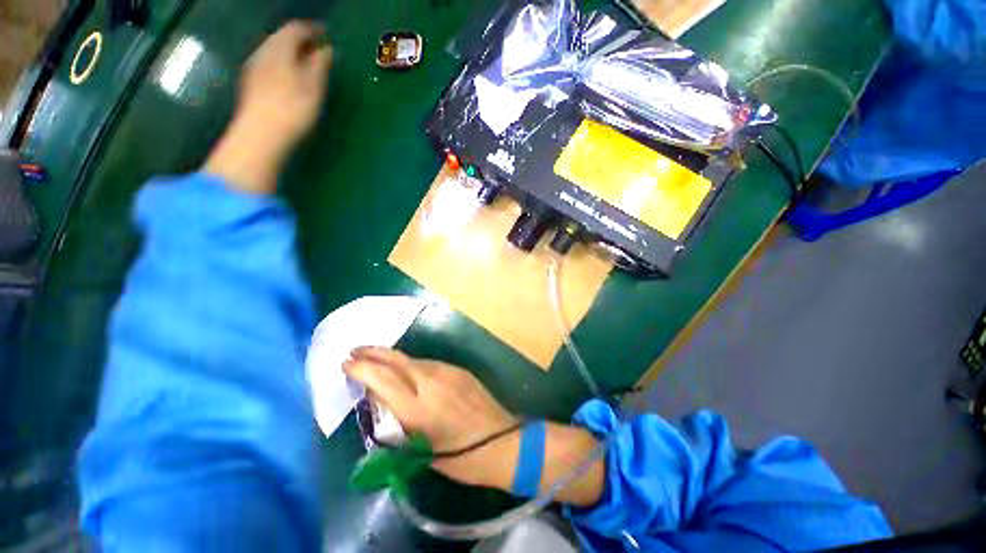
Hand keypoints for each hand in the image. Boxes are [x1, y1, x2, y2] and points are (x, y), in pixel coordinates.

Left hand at [205, 21, 332, 193]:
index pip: (296, 28)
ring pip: (275, 50)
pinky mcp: (251, 83)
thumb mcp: (314, 86)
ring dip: (292, 52)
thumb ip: (320, 64)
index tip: (327, 36)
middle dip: (302, 40)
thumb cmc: (293, 109)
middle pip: (283, 37)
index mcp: (280, 48)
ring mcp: (254, 67)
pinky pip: (269, 63)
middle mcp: (264, 51)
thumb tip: (327, 49)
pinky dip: (283, 63)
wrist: (261, 134)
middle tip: (319, 50)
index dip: (313, 29)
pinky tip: (291, 77)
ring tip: (307, 64)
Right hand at [343, 348, 520, 488]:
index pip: (382, 380)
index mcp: (418, 409)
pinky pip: (429, 363)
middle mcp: (431, 383)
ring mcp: (448, 372)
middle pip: (397, 360)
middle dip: (373, 353)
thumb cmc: (462, 459)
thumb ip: (399, 422)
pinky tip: (408, 370)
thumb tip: (382, 400)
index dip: (361, 369)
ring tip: (377, 359)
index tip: (345, 364)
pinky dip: (412, 365)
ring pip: (413, 360)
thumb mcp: (422, 450)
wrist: (503, 442)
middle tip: (354, 351)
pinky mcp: (459, 370)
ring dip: (393, 358)